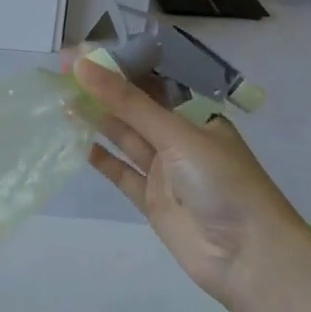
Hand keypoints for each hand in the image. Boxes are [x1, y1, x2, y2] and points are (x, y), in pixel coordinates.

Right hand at [73, 53, 301, 310]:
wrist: (250, 259)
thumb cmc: (223, 182)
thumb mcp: (176, 134)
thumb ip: (127, 102)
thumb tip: (81, 64)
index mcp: (194, 114)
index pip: (149, 80)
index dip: (116, 65)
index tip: (80, 52)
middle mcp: (179, 138)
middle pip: (133, 107)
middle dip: (100, 89)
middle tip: (60, 72)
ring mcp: (165, 171)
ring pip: (124, 137)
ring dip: (96, 118)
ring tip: (61, 100)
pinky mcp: (152, 201)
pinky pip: (122, 172)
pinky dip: (101, 158)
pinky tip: (76, 142)